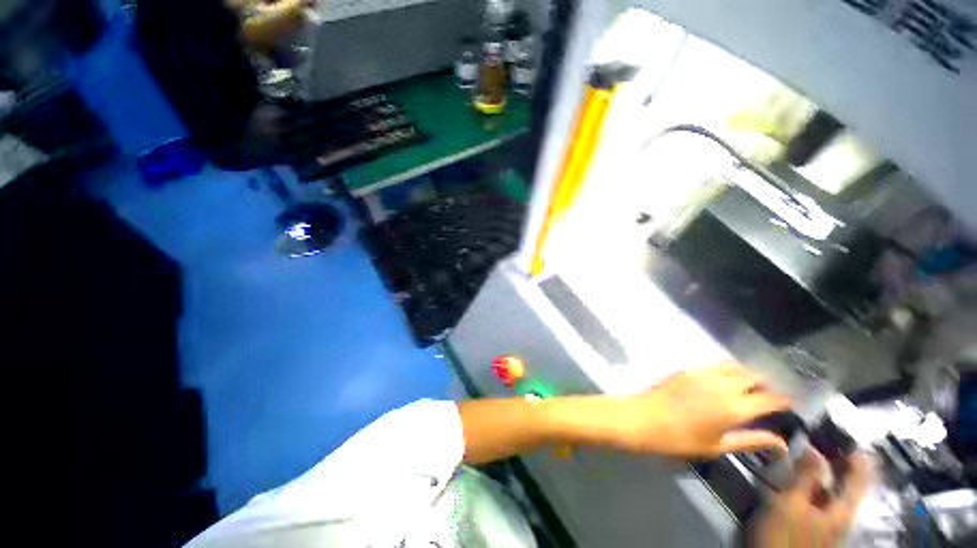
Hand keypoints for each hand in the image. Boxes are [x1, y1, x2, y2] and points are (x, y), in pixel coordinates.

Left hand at [608, 364, 792, 457]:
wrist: (643, 418)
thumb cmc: (680, 439)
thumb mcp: (718, 446)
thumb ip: (751, 440)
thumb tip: (781, 443)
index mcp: (734, 407)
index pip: (770, 398)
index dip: (784, 400)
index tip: (790, 406)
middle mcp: (723, 385)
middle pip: (754, 376)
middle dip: (767, 384)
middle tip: (769, 396)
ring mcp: (703, 373)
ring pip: (735, 366)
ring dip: (747, 374)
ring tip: (749, 387)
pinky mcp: (688, 368)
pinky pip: (715, 364)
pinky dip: (727, 369)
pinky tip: (725, 379)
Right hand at [751, 450, 873, 547]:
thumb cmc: (784, 534)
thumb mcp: (790, 503)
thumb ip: (804, 477)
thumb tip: (813, 449)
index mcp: (842, 511)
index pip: (858, 481)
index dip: (859, 461)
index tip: (855, 441)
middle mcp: (842, 516)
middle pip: (850, 487)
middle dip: (844, 466)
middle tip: (834, 445)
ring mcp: (830, 523)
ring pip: (836, 493)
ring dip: (830, 474)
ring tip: (819, 456)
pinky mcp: (817, 525)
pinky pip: (825, 499)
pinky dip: (820, 484)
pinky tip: (808, 479)